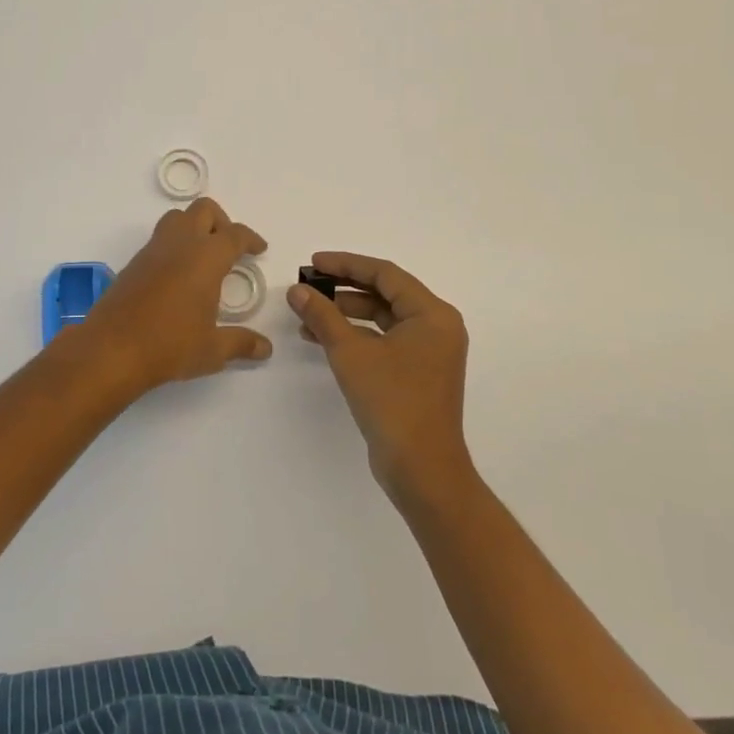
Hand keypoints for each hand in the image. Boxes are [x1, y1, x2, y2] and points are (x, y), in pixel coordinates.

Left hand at [71, 198, 272, 393]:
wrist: (111, 349)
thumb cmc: (170, 345)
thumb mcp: (212, 350)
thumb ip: (241, 343)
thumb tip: (266, 348)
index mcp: (206, 257)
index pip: (235, 235)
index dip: (250, 239)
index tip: (259, 249)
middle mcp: (180, 244)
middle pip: (204, 210)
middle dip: (221, 222)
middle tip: (229, 248)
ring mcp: (153, 250)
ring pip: (177, 218)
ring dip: (194, 226)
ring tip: (203, 256)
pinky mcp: (134, 262)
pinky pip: (159, 239)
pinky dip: (174, 244)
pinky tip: (177, 274)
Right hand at [286, 252, 473, 502]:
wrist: (422, 470)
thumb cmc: (392, 402)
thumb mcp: (350, 353)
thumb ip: (323, 316)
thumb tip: (297, 290)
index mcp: (432, 314)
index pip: (385, 274)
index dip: (346, 264)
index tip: (313, 263)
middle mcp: (437, 327)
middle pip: (385, 293)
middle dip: (343, 289)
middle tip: (308, 286)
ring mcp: (430, 351)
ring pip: (383, 318)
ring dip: (346, 313)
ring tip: (308, 314)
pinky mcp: (418, 373)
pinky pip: (385, 340)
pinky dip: (356, 336)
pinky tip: (323, 339)